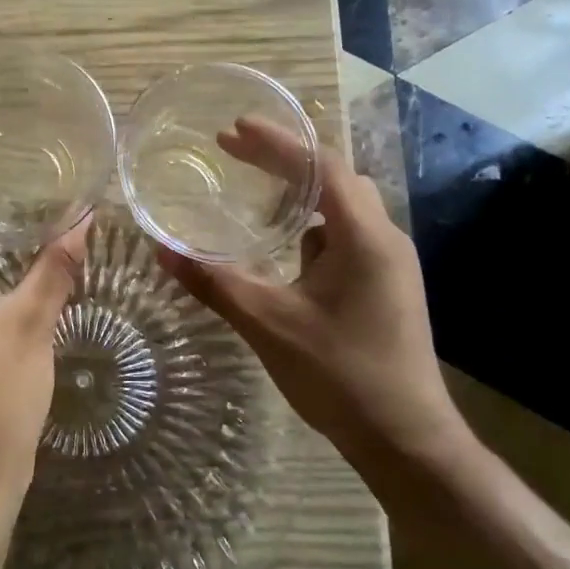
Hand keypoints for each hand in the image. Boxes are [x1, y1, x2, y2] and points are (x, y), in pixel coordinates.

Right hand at [156, 119, 469, 475]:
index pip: (321, 165)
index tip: (234, 127)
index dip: (277, 140)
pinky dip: (312, 223)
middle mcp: (385, 239)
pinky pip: (346, 235)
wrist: (407, 441)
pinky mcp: (386, 286)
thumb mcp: (268, 324)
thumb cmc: (341, 375)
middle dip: (284, 158)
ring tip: (255, 185)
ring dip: (300, 189)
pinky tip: (285, 243)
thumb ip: (214, 282)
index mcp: (364, 237)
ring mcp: (390, 264)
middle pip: (334, 176)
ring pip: (343, 206)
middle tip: (234, 149)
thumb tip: (162, 250)